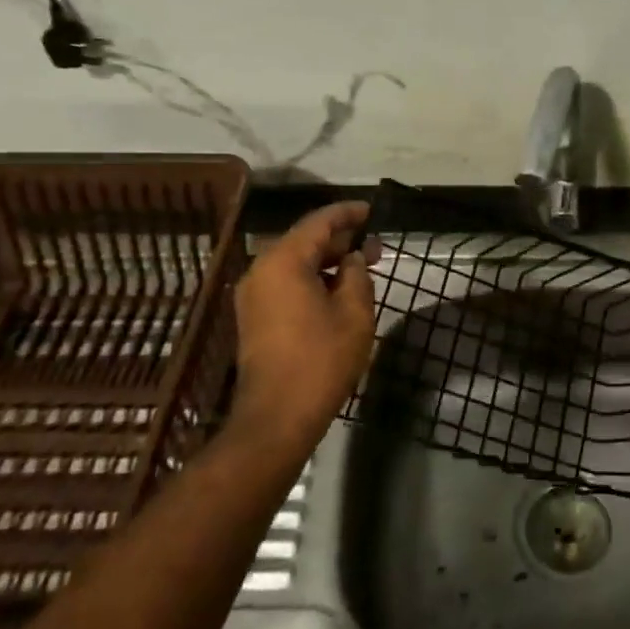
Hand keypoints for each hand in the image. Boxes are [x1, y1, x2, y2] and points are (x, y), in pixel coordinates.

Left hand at [229, 201, 376, 456]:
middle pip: (304, 241)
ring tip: (362, 269)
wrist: (276, 416)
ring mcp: (254, 295)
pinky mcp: (254, 317)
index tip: (373, 212)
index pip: (319, 222)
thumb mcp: (354, 313)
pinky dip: (312, 280)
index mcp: (284, 261)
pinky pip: (286, 284)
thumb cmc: (321, 359)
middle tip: (376, 247)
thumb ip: (356, 275)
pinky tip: (338, 292)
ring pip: (295, 263)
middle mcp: (261, 270)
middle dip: (340, 241)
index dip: (349, 214)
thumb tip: (351, 260)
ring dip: (327, 262)